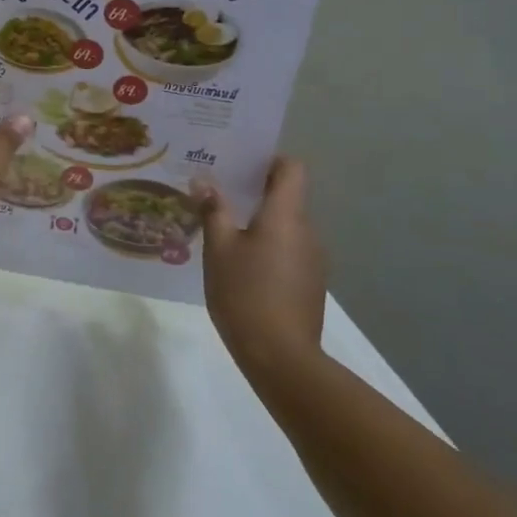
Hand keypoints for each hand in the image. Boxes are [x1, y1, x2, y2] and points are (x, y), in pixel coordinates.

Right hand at [194, 158, 327, 369]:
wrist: (280, 356)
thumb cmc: (244, 292)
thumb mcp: (218, 248)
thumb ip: (213, 210)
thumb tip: (203, 181)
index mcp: (286, 215)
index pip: (291, 168)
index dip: (269, 160)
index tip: (239, 165)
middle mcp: (307, 230)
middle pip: (287, 197)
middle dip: (254, 192)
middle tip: (217, 194)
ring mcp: (313, 259)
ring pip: (286, 226)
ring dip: (259, 223)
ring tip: (222, 231)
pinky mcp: (309, 283)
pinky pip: (288, 250)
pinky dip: (267, 248)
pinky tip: (240, 266)